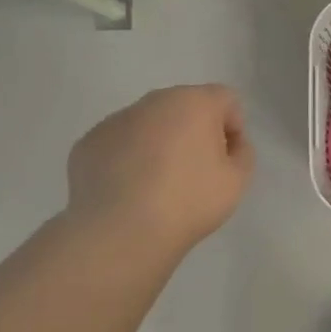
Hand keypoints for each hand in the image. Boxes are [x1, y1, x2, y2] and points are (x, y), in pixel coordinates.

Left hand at [64, 85, 255, 256]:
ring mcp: (116, 120)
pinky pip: (119, 143)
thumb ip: (242, 152)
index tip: (227, 159)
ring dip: (160, 142)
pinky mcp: (88, 142)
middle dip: (194, 130)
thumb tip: (228, 143)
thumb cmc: (188, 201)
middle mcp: (153, 102)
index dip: (234, 127)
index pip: (226, 99)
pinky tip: (129, 190)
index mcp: (194, 102)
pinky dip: (128, 158)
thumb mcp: (237, 181)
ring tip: (158, 184)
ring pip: (149, 123)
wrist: (119, 232)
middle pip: (185, 106)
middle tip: (196, 171)